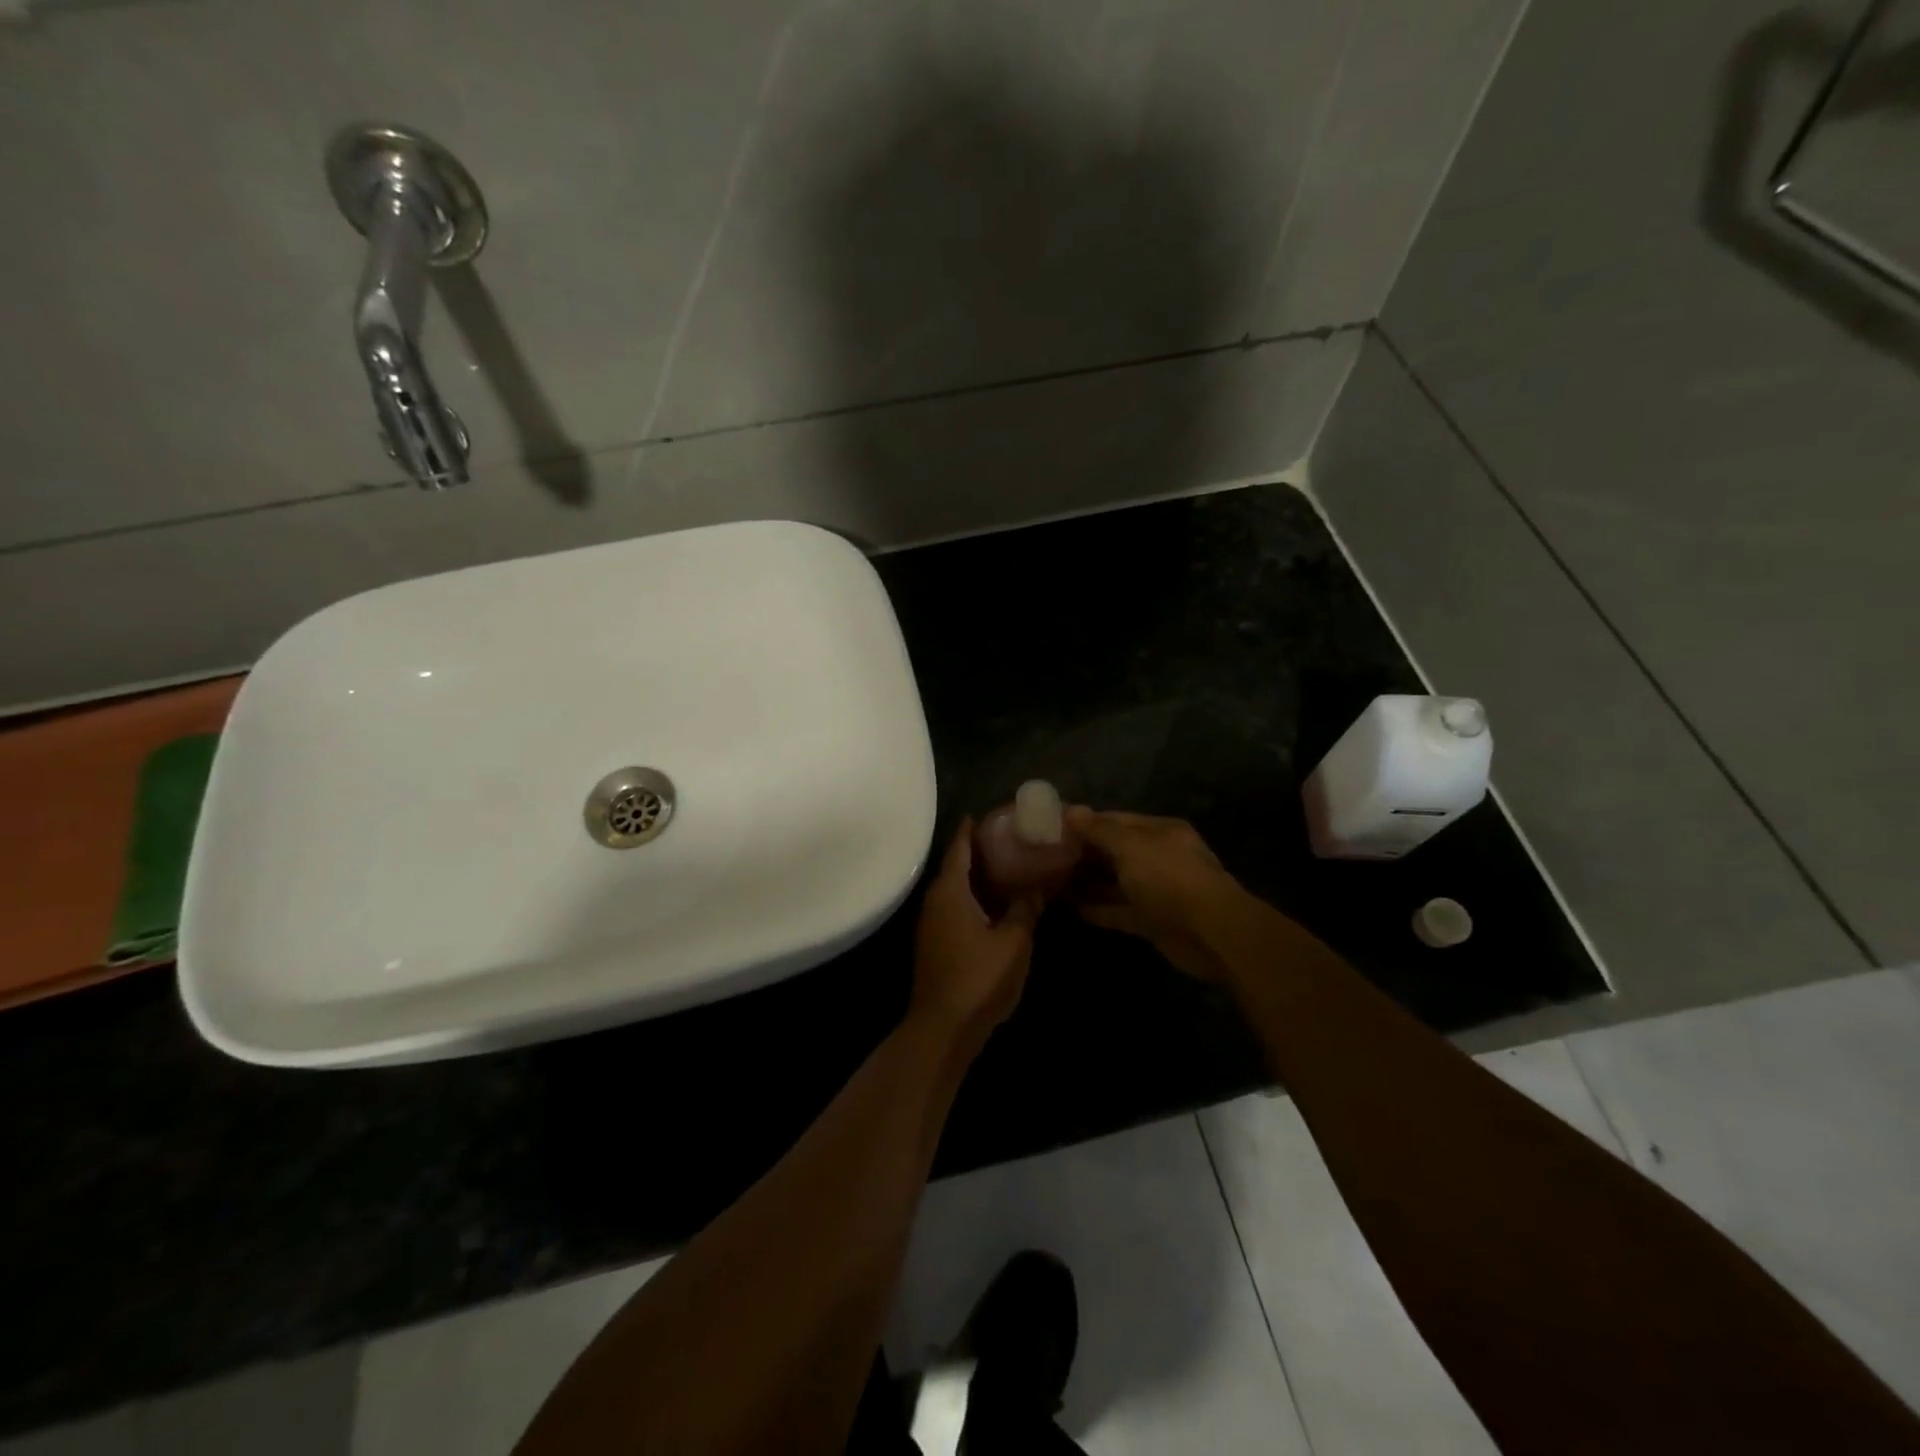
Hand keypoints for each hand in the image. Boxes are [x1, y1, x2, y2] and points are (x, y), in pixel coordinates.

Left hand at [910, 820, 1039, 1048]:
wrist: (944, 1028)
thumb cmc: (979, 977)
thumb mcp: (1013, 941)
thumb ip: (1025, 909)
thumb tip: (1036, 886)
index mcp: (950, 891)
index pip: (960, 847)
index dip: (974, 828)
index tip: (992, 813)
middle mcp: (935, 900)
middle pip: (957, 865)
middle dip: (981, 850)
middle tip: (1011, 838)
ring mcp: (933, 923)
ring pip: (957, 888)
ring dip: (979, 876)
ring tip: (1010, 865)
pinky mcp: (937, 943)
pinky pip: (957, 907)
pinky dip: (976, 897)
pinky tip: (998, 902)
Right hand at [1064, 808, 1242, 982]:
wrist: (1210, 933)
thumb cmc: (1169, 878)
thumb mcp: (1131, 846)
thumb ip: (1099, 830)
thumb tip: (1071, 810)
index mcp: (1159, 832)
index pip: (1115, 820)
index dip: (1084, 822)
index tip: (1051, 826)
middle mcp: (1158, 857)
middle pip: (1114, 851)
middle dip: (1083, 853)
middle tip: (1045, 856)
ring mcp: (1156, 890)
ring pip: (1115, 882)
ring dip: (1088, 882)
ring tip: (1051, 881)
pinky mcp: (1152, 921)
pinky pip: (1119, 910)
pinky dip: (1099, 909)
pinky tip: (1072, 908)